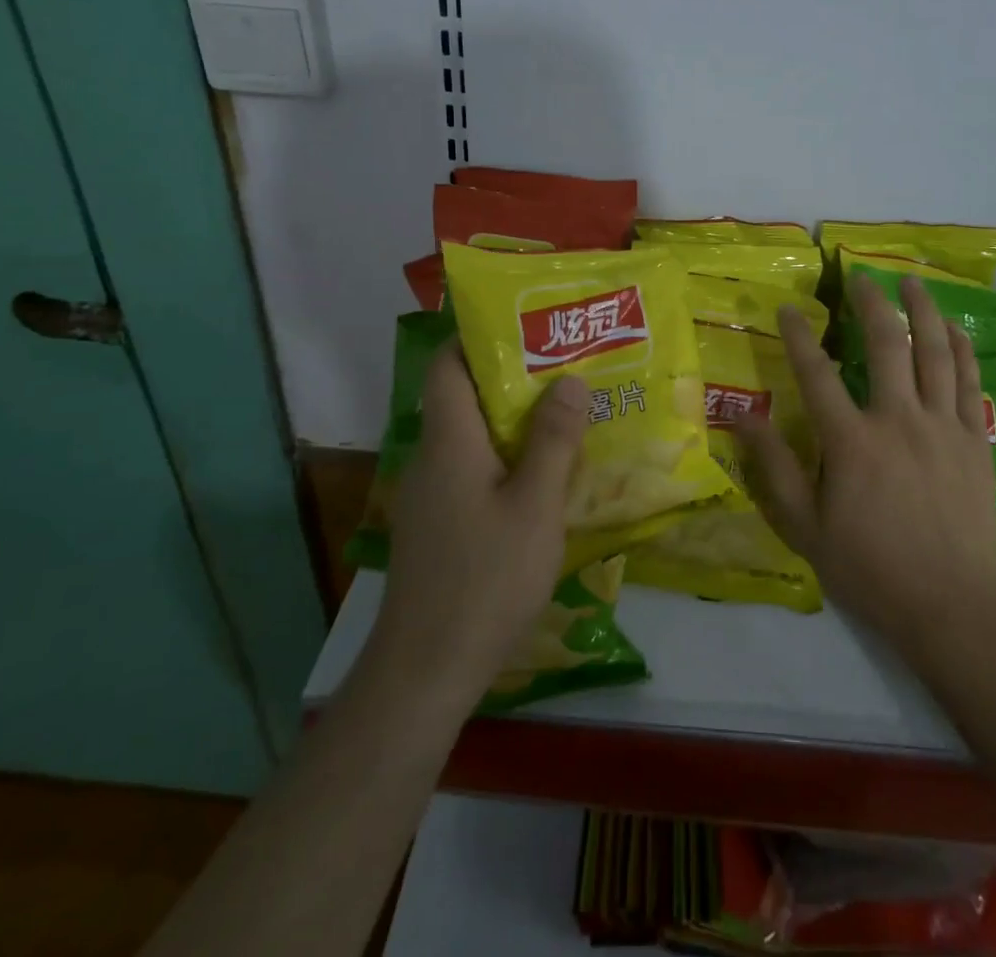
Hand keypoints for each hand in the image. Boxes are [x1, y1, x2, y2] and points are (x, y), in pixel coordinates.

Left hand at [370, 342, 589, 698]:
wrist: (425, 672)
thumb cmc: (484, 580)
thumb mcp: (535, 507)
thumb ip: (553, 441)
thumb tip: (570, 379)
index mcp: (449, 441)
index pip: (447, 364)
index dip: (477, 336)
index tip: (526, 324)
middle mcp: (432, 458)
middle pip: (465, 397)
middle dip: (513, 377)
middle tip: (567, 366)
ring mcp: (432, 495)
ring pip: (473, 437)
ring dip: (515, 421)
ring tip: (568, 412)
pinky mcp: (439, 526)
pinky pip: (474, 471)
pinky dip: (507, 459)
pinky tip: (546, 476)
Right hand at [735, 274, 995, 649]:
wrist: (951, 605)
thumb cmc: (870, 568)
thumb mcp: (805, 527)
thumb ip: (774, 468)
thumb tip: (743, 418)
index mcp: (851, 441)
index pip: (817, 373)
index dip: (798, 336)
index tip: (787, 308)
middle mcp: (898, 420)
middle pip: (886, 345)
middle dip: (871, 303)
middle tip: (861, 276)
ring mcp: (943, 426)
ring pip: (935, 353)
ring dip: (923, 311)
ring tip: (912, 281)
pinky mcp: (976, 440)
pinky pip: (969, 382)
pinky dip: (961, 350)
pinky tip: (953, 328)